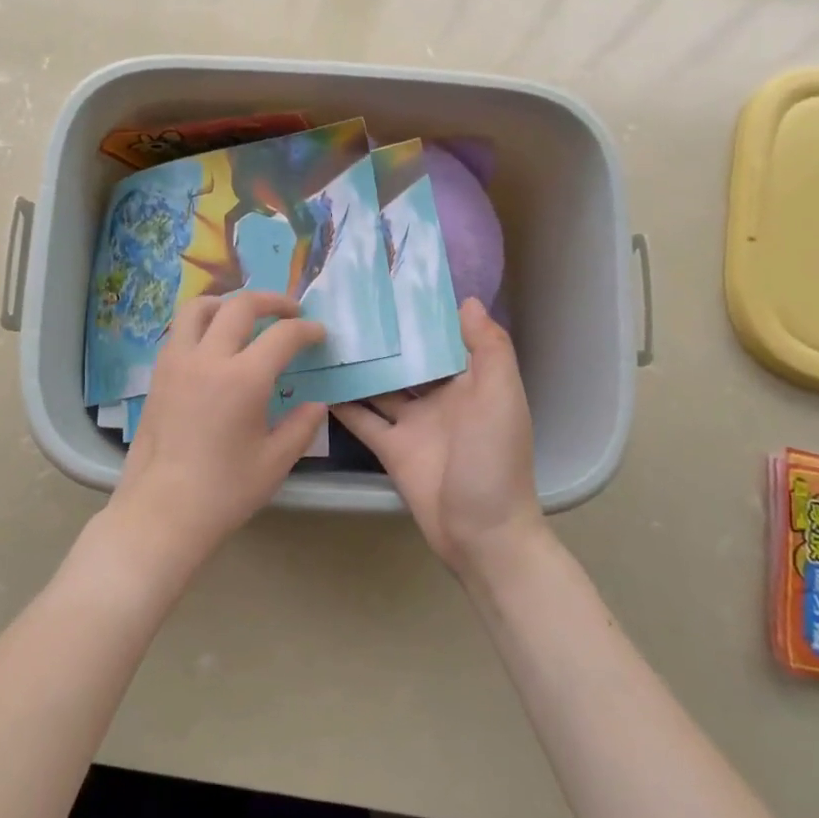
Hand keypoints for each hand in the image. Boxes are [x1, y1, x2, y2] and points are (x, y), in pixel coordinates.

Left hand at [105, 291, 327, 569]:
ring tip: (245, 316)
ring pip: (199, 307)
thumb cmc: (224, 491)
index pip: (282, 335)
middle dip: (271, 301)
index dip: (306, 330)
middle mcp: (207, 359)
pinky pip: (180, 331)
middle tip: (290, 311)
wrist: (162, 510)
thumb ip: (301, 426)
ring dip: (228, 303)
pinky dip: (202, 323)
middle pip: (240, 306)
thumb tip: (316, 404)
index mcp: (243, 379)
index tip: (318, 334)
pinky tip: (214, 344)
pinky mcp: (158, 374)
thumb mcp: (275, 462)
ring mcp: (176, 363)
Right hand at [334, 299, 541, 574]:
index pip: (445, 339)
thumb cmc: (494, 458)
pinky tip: (317, 380)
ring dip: (360, 365)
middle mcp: (441, 398)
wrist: (481, 533)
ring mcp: (413, 424)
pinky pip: (363, 419)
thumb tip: (465, 301)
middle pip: (408, 360)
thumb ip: (488, 348)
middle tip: (345, 304)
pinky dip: (343, 403)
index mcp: (471, 382)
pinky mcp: (391, 448)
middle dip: (384, 336)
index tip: (391, 284)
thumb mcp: (501, 397)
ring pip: (381, 386)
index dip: (423, 314)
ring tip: (324, 335)